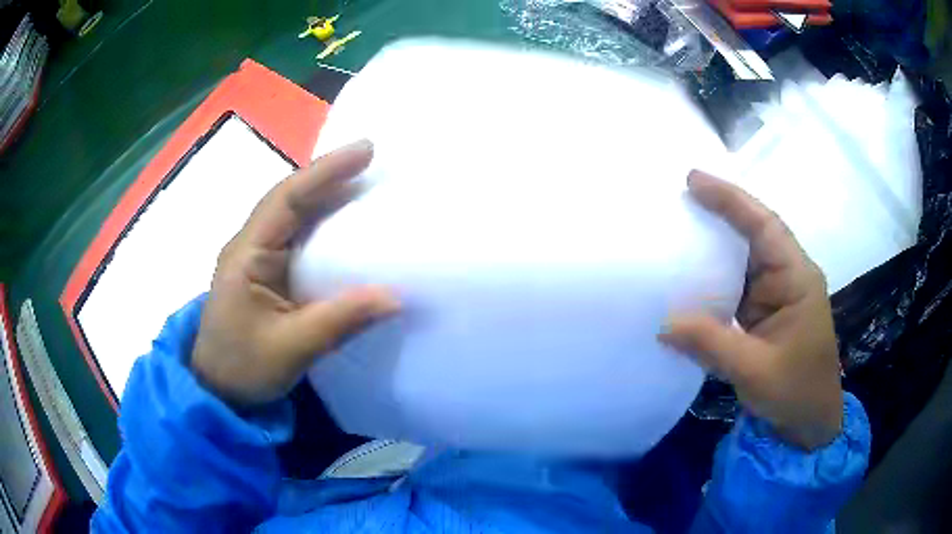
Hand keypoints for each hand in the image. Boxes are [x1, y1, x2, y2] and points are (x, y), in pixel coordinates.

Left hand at [191, 140, 399, 406]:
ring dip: (326, 196)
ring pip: (293, 215)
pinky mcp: (267, 274)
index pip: (286, 200)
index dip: (324, 172)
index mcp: (246, 255)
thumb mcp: (291, 348)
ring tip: (366, 181)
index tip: (365, 151)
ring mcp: (257, 259)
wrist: (218, 390)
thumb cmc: (243, 367)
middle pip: (289, 199)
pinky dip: (323, 225)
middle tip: (372, 158)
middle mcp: (250, 246)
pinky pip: (297, 239)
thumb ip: (340, 320)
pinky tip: (346, 225)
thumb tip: (395, 297)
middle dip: (329, 175)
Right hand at [659, 171, 841, 450]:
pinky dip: (713, 279)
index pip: (765, 226)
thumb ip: (712, 343)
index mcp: (797, 279)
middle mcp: (787, 277)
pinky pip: (736, 286)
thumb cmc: (796, 392)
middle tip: (678, 198)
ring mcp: (775, 295)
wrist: (809, 423)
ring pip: (743, 259)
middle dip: (720, 212)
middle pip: (754, 233)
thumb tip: (663, 324)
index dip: (732, 200)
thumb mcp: (754, 371)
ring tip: (677, 230)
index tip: (694, 181)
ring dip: (714, 246)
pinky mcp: (763, 313)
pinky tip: (689, 277)